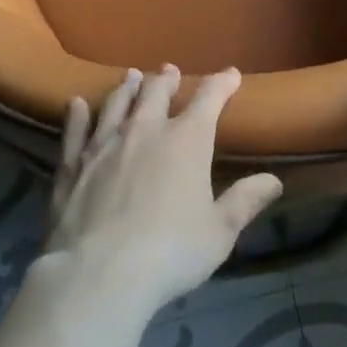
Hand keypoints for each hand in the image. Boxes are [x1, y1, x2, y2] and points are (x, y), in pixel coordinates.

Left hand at [43, 65, 283, 316]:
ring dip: (127, 88)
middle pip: (157, 92)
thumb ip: (245, 201)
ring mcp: (105, 145)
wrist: (98, 276)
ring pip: (117, 104)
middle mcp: (146, 130)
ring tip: (131, 76)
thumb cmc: (170, 252)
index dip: (222, 83)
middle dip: (166, 78)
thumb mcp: (219, 232)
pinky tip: (76, 104)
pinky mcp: (72, 166)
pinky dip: (77, 115)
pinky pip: (75, 131)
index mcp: (187, 140)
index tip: (231, 75)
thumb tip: (274, 181)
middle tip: (169, 70)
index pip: (209, 98)